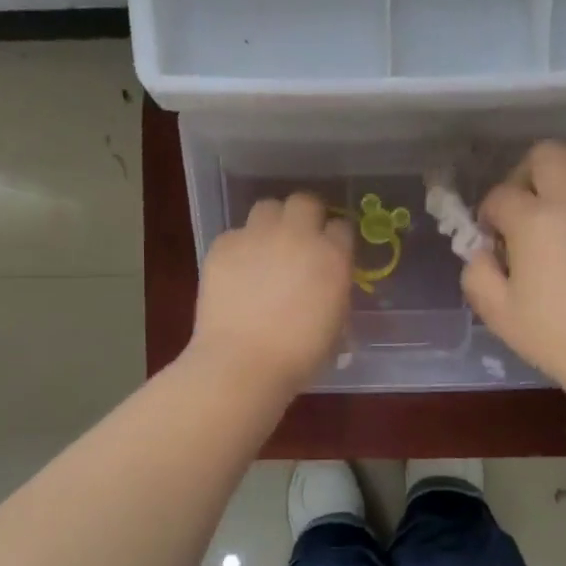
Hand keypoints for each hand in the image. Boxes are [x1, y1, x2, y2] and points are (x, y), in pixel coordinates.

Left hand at [190, 193, 355, 397]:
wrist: (243, 363)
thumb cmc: (299, 356)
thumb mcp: (335, 324)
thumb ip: (334, 292)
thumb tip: (325, 284)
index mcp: (332, 256)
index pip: (342, 226)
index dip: (336, 239)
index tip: (331, 251)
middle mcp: (297, 236)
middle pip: (305, 202)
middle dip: (305, 216)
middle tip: (299, 240)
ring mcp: (257, 236)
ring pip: (268, 207)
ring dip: (271, 223)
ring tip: (266, 248)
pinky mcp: (223, 245)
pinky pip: (235, 234)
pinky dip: (239, 247)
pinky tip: (237, 271)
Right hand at [461, 142, 565, 393]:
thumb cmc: (555, 336)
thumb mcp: (497, 312)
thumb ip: (476, 273)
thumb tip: (482, 252)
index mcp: (536, 221)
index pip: (501, 195)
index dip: (487, 214)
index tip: (489, 239)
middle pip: (546, 154)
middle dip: (523, 174)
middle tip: (519, 209)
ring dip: (559, 174)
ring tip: (551, 210)